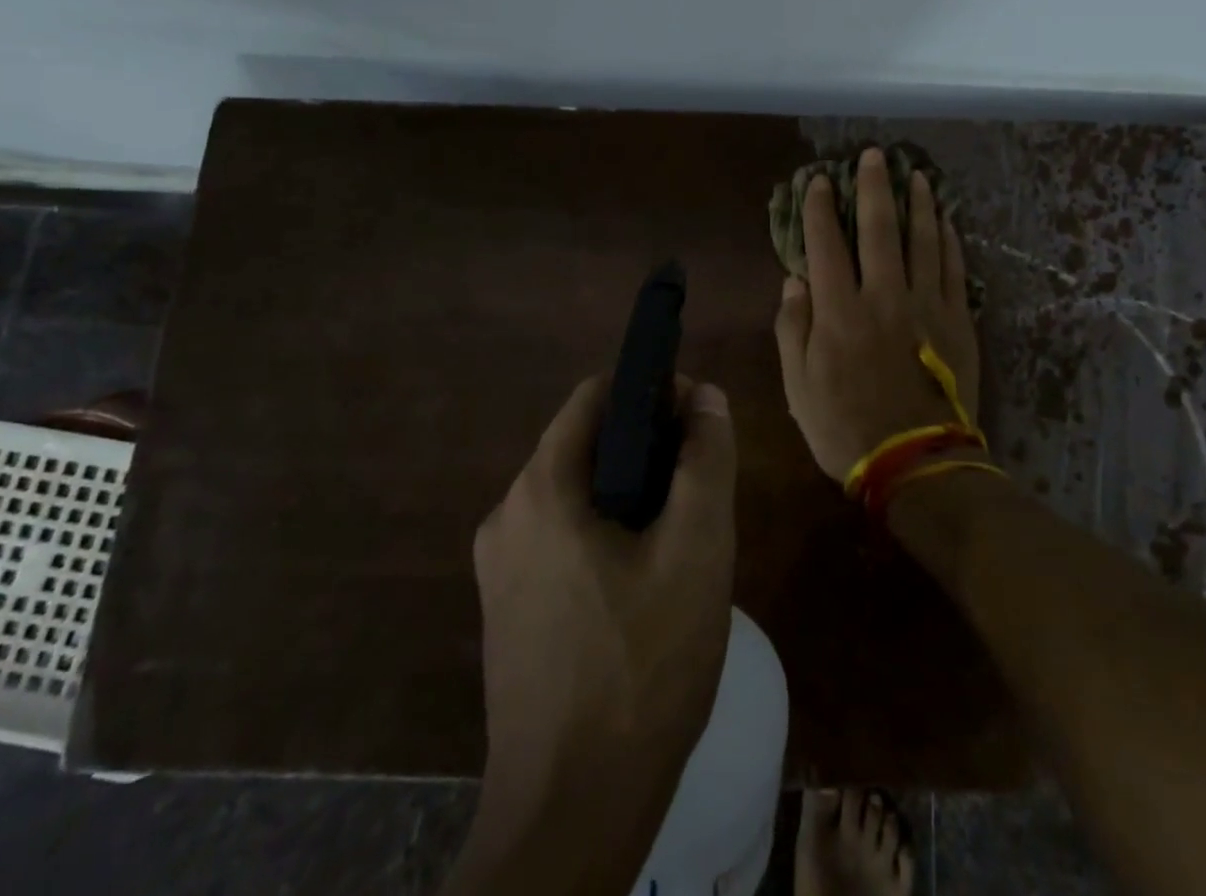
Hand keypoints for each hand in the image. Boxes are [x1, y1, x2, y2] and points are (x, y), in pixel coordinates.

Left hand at [465, 374, 735, 877]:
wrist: (572, 813)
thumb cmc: (642, 666)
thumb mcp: (697, 550)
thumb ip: (705, 459)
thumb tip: (706, 396)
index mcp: (541, 489)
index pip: (595, 396)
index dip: (651, 392)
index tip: (697, 422)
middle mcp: (506, 516)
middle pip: (585, 445)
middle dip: (646, 450)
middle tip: (697, 490)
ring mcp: (500, 568)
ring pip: (576, 495)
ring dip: (629, 496)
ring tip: (680, 539)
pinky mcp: (507, 610)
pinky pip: (561, 540)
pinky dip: (605, 535)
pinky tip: (645, 586)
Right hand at [774, 145, 981, 482]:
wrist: (916, 463)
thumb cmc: (845, 428)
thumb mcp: (798, 386)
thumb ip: (792, 328)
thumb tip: (794, 280)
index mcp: (838, 311)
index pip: (826, 244)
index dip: (820, 209)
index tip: (819, 181)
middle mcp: (883, 296)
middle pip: (880, 229)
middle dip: (875, 187)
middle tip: (875, 155)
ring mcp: (926, 305)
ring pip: (924, 240)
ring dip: (919, 203)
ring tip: (917, 175)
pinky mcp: (958, 320)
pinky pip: (954, 269)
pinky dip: (949, 240)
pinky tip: (946, 221)